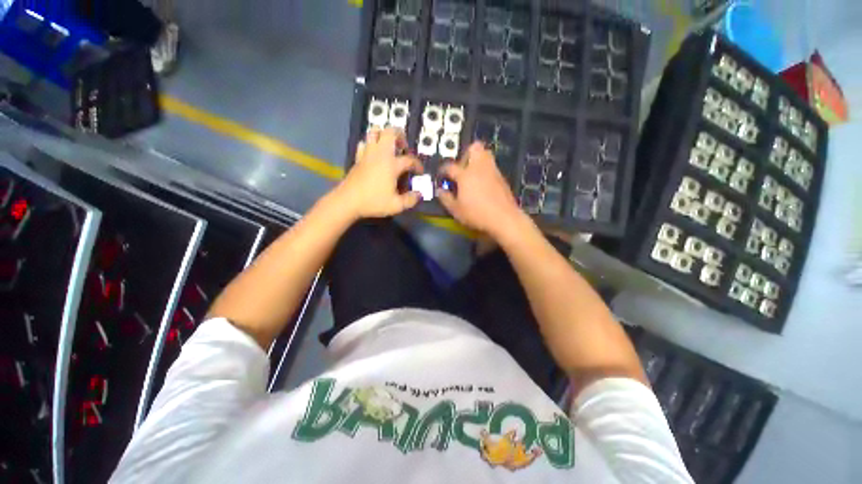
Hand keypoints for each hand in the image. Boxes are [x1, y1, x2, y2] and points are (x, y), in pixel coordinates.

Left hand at [335, 127, 422, 218]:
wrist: (348, 201)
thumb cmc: (373, 202)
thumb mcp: (396, 205)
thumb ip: (410, 200)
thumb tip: (419, 194)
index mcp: (391, 164)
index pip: (409, 159)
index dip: (417, 165)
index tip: (420, 172)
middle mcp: (380, 154)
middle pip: (390, 132)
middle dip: (400, 135)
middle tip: (403, 147)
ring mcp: (367, 154)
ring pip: (374, 132)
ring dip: (384, 135)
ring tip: (389, 147)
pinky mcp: (358, 158)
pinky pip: (364, 143)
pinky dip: (370, 144)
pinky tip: (374, 154)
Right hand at [437, 142, 526, 238]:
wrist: (504, 218)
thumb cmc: (477, 214)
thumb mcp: (456, 210)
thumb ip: (446, 199)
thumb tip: (440, 191)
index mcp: (465, 175)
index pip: (450, 166)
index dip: (443, 170)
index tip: (441, 174)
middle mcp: (479, 168)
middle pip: (474, 148)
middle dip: (466, 154)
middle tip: (461, 168)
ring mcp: (493, 171)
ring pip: (486, 154)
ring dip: (477, 160)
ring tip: (472, 175)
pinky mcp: (502, 178)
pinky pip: (492, 167)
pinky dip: (485, 171)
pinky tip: (482, 185)